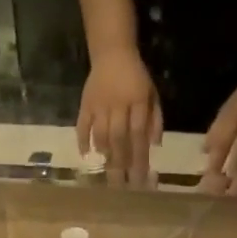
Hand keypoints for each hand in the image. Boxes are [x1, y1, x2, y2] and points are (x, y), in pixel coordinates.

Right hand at [77, 48, 162, 184]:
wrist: (112, 51)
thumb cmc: (136, 77)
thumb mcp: (151, 94)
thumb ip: (155, 119)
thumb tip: (155, 146)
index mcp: (137, 101)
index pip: (138, 134)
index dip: (139, 158)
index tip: (140, 180)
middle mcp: (117, 104)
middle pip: (119, 138)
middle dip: (121, 164)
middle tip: (121, 186)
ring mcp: (99, 104)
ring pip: (101, 134)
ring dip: (105, 154)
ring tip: (108, 170)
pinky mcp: (85, 103)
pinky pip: (82, 124)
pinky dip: (82, 140)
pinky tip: (85, 155)